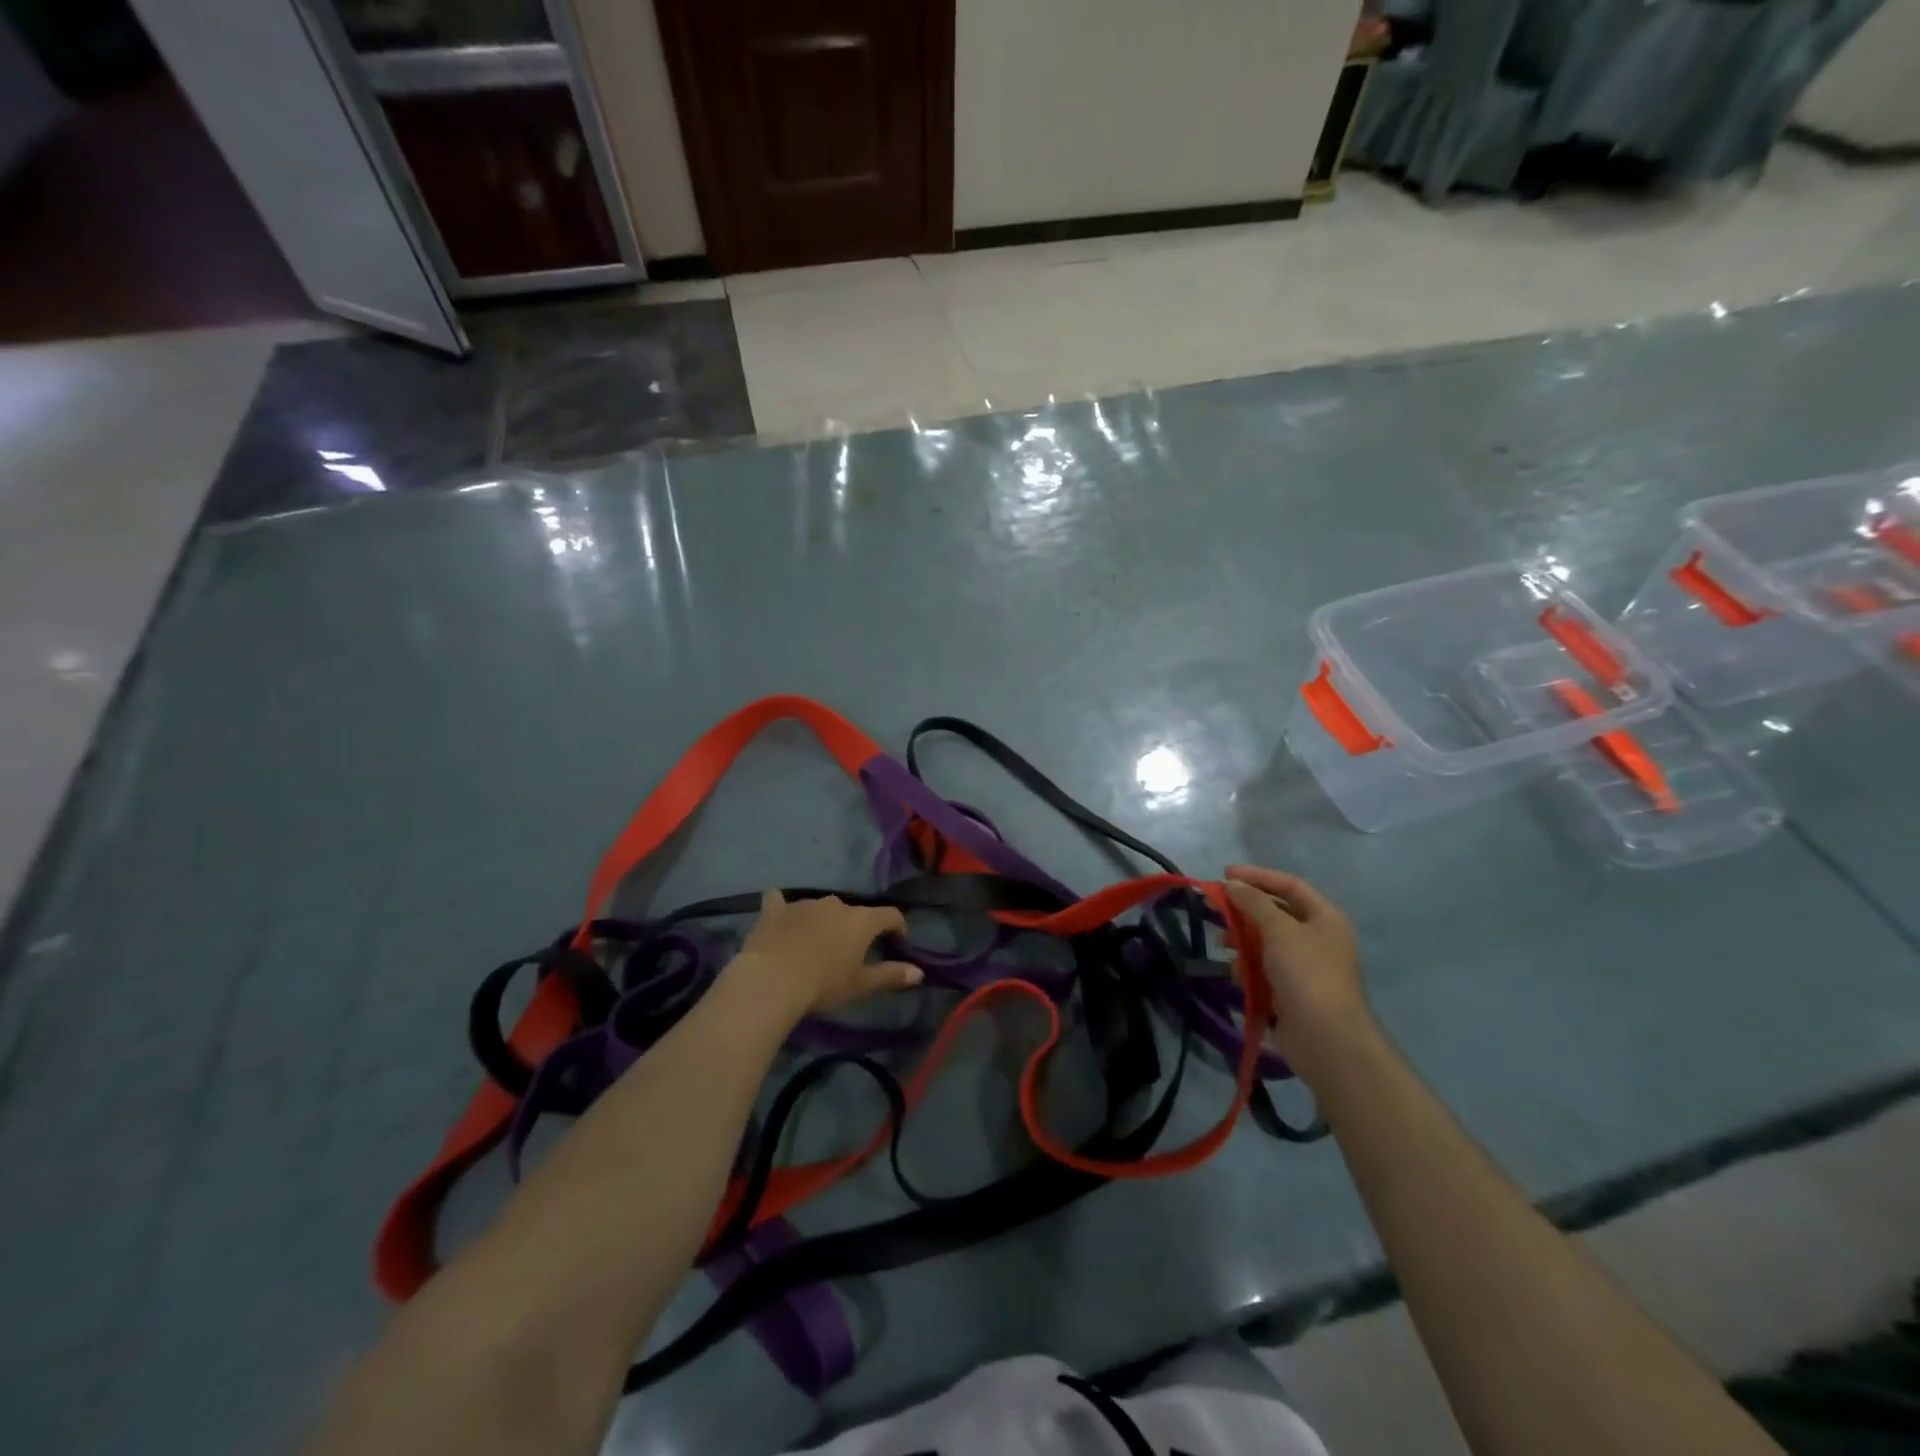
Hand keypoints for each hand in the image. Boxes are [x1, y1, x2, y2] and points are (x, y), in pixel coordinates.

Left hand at [727, 889, 923, 1019]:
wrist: (771, 980)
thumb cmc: (823, 984)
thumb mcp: (860, 985)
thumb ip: (890, 975)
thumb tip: (920, 972)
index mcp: (861, 920)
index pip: (890, 915)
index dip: (898, 926)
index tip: (898, 941)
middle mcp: (836, 904)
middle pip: (853, 912)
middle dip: (855, 928)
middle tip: (850, 952)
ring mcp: (804, 904)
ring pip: (821, 908)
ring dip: (823, 921)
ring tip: (815, 944)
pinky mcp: (775, 910)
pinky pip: (780, 901)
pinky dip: (782, 905)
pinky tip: (778, 906)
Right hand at [1223, 864, 1372, 1083]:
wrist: (1326, 1039)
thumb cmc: (1306, 974)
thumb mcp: (1278, 929)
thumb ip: (1253, 902)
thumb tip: (1232, 884)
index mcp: (1325, 918)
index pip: (1289, 885)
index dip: (1258, 876)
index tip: (1225, 874)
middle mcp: (1318, 938)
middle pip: (1275, 913)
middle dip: (1245, 911)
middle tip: (1216, 909)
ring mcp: (1305, 967)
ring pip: (1266, 943)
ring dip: (1243, 942)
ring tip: (1223, 946)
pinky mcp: (1291, 992)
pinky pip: (1264, 969)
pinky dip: (1249, 968)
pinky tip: (1238, 976)